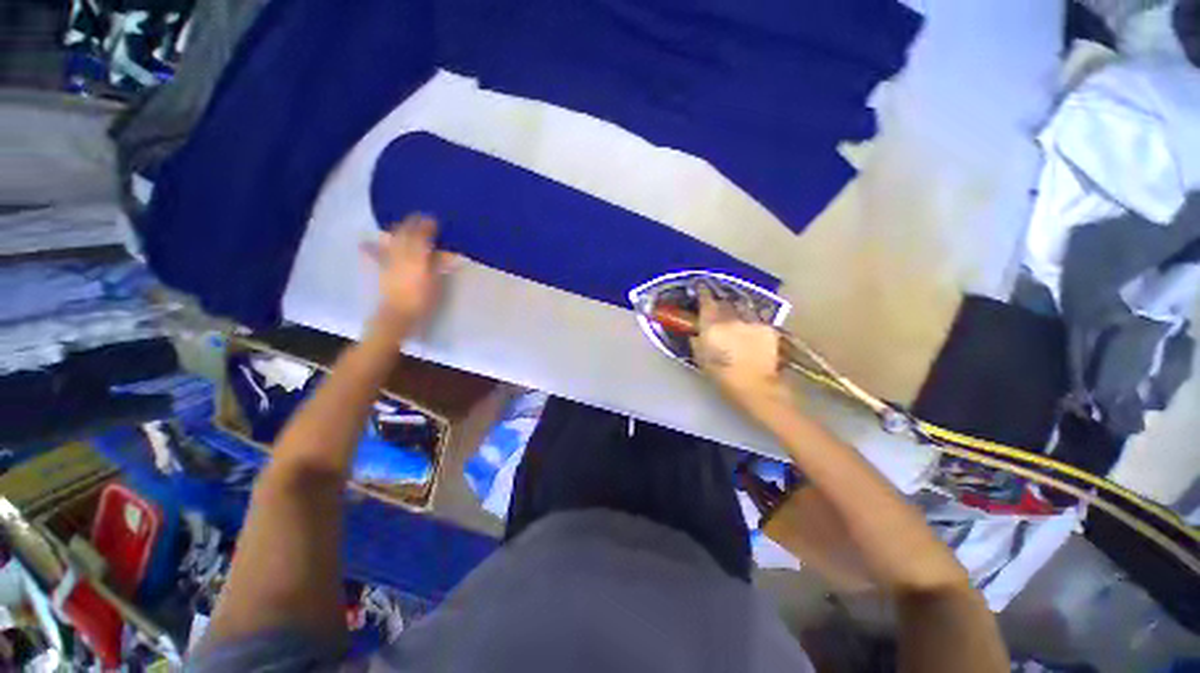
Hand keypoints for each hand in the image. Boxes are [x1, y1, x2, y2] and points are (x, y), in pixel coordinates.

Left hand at [361, 214, 455, 336]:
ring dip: (396, 230)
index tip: (433, 220)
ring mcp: (389, 261)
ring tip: (401, 225)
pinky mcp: (381, 270)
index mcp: (417, 258)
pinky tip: (364, 242)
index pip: (422, 237)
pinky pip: (374, 255)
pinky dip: (369, 247)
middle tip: (419, 217)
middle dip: (412, 224)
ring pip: (391, 240)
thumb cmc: (422, 300)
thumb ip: (438, 265)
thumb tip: (448, 253)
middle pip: (405, 235)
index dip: (427, 227)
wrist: (398, 314)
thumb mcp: (435, 282)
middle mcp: (401, 255)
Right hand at [690, 286, 789, 412]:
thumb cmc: (722, 375)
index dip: (703, 292)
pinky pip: (756, 318)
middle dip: (720, 302)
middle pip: (724, 302)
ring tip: (736, 314)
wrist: (755, 386)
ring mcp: (751, 322)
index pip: (706, 301)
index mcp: (712, 325)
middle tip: (717, 307)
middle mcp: (731, 318)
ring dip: (737, 308)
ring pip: (742, 307)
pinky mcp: (767, 328)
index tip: (700, 286)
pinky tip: (751, 329)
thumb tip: (697, 332)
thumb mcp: (701, 359)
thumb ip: (697, 341)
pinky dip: (751, 321)